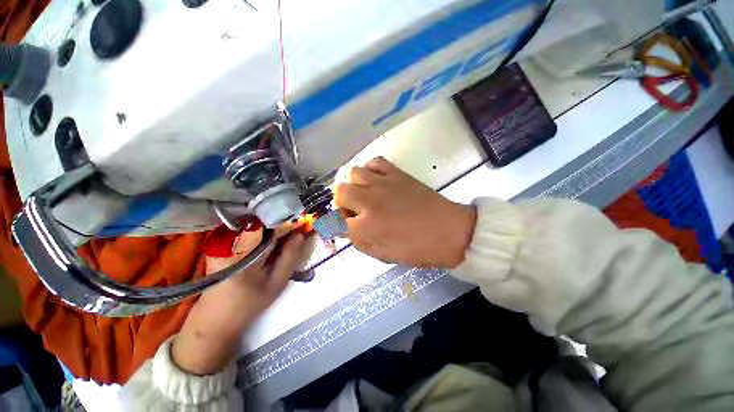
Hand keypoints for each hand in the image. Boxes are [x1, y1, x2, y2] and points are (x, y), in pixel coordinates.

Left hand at [172, 230, 305, 375]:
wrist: (215, 319)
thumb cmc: (249, 304)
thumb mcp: (276, 283)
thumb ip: (289, 257)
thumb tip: (300, 234)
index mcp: (246, 251)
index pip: (273, 227)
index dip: (291, 222)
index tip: (306, 222)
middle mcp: (233, 240)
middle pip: (265, 222)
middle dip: (285, 223)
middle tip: (301, 227)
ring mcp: (226, 241)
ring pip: (259, 225)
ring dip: (277, 227)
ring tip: (291, 233)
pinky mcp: (224, 244)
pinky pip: (251, 231)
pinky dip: (266, 233)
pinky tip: (275, 240)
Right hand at [334, 157, 475, 268]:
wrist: (449, 231)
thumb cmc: (417, 249)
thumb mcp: (384, 255)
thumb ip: (360, 242)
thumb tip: (347, 229)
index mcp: (366, 225)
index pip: (337, 221)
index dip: (339, 226)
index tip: (345, 227)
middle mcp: (369, 200)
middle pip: (340, 192)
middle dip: (342, 203)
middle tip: (354, 211)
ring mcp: (383, 183)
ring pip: (354, 173)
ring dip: (354, 185)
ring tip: (365, 194)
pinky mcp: (397, 174)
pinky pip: (375, 162)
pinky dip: (370, 169)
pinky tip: (375, 180)